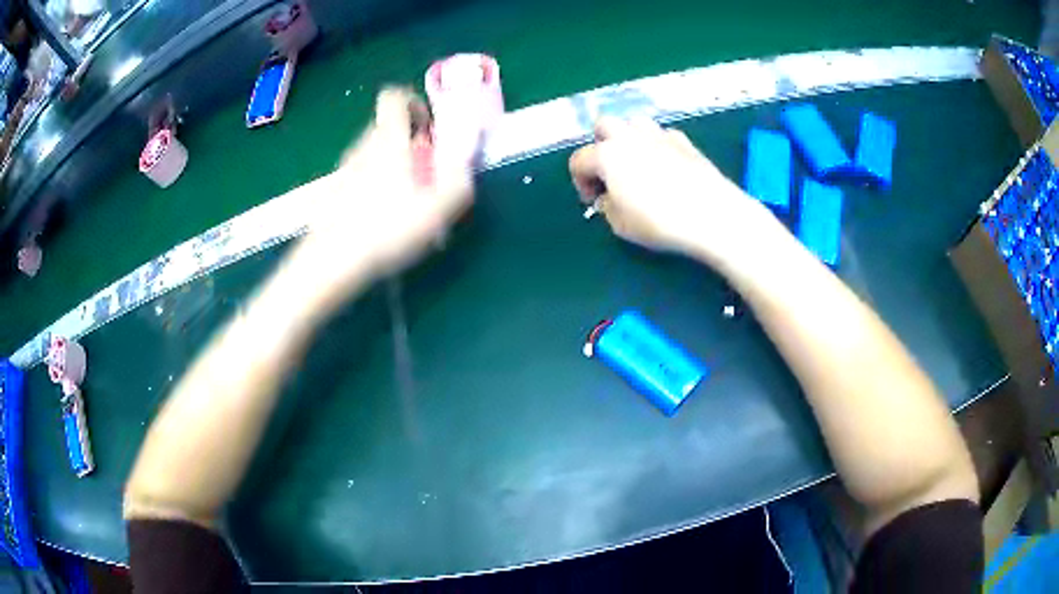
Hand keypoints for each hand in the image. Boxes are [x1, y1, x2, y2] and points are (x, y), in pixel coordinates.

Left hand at [292, 88, 472, 302]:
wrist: (332, 260)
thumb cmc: (388, 229)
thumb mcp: (438, 208)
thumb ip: (459, 177)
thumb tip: (464, 158)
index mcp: (388, 140)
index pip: (394, 97)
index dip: (413, 103)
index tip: (427, 128)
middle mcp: (362, 146)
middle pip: (385, 125)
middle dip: (408, 140)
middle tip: (424, 171)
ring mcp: (344, 168)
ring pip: (372, 151)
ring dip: (391, 163)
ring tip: (403, 199)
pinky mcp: (333, 190)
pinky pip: (359, 174)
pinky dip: (373, 183)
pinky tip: (379, 217)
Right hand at [569, 117, 772, 266]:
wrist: (712, 214)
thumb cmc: (660, 222)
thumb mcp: (621, 225)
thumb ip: (608, 206)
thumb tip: (610, 196)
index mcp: (607, 155)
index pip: (579, 160)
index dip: (580, 181)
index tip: (593, 200)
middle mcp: (629, 136)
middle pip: (603, 126)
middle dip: (601, 146)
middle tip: (610, 172)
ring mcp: (659, 134)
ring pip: (633, 123)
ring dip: (628, 139)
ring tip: (637, 164)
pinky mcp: (684, 140)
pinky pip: (661, 134)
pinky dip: (656, 145)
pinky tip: (666, 167)